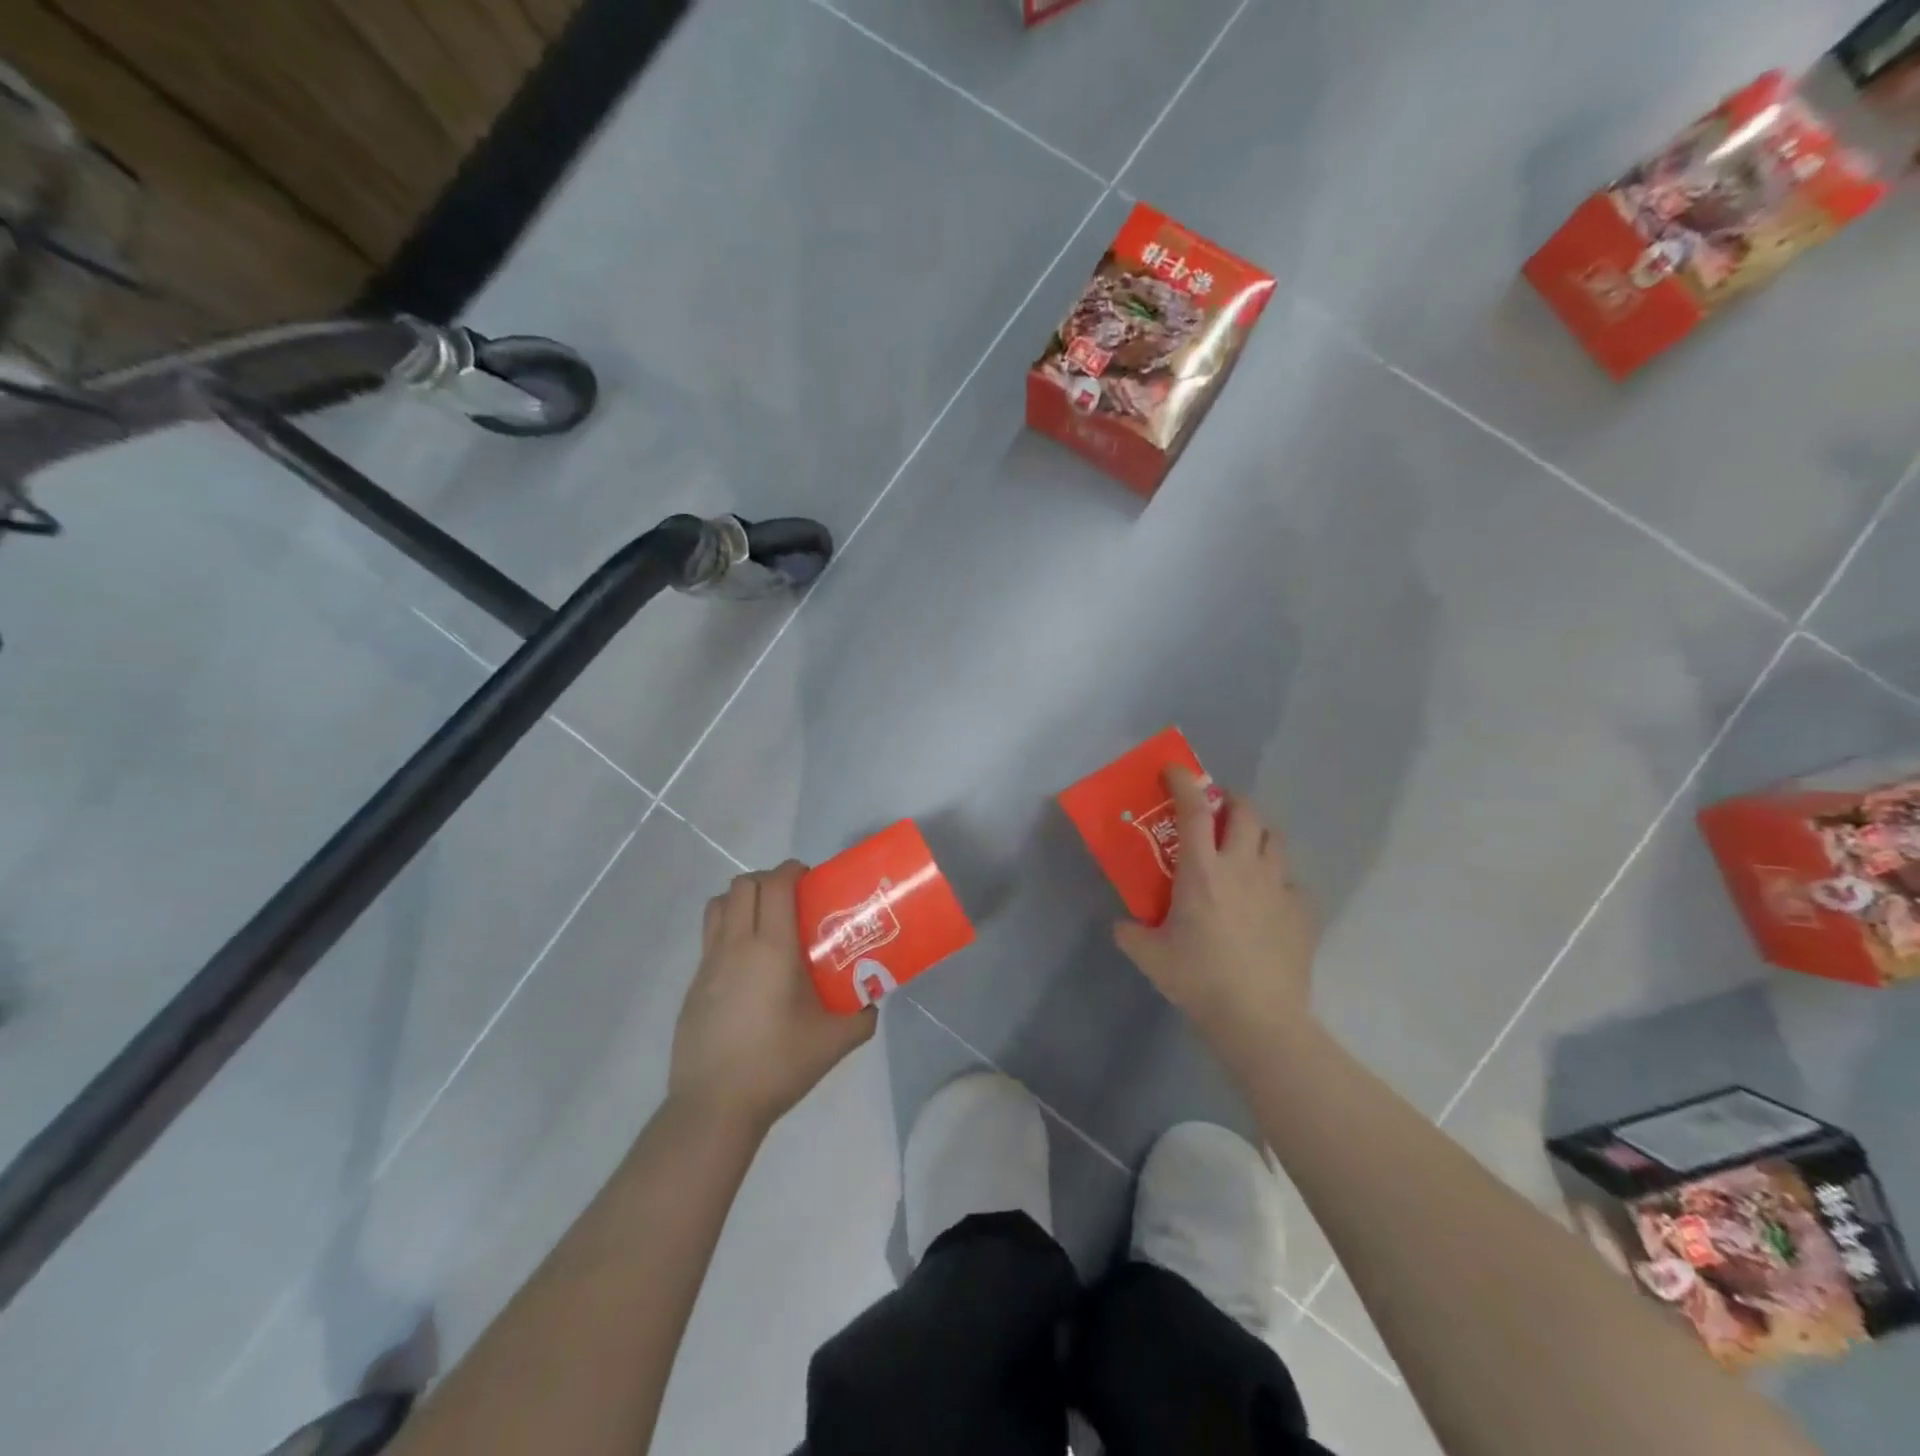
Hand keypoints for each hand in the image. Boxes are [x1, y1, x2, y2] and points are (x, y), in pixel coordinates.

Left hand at [669, 861, 876, 1133]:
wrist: (714, 1106)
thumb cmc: (778, 1064)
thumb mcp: (834, 1042)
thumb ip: (862, 1016)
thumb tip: (872, 1000)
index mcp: (772, 949)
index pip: (775, 885)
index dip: (793, 870)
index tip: (811, 878)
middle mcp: (736, 946)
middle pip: (743, 885)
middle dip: (768, 880)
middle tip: (792, 899)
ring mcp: (708, 965)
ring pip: (717, 906)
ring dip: (741, 900)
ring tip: (765, 922)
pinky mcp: (694, 986)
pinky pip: (709, 938)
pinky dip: (728, 932)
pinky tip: (748, 967)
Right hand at [1114, 767, 1318, 1065]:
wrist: (1259, 1019)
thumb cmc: (1199, 980)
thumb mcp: (1150, 957)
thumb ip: (1130, 933)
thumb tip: (1122, 925)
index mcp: (1202, 871)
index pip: (1194, 810)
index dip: (1183, 782)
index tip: (1175, 771)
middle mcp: (1243, 867)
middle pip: (1246, 812)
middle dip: (1231, 800)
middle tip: (1217, 809)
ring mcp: (1278, 887)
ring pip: (1275, 839)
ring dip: (1258, 832)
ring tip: (1245, 845)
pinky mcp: (1302, 911)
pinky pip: (1292, 880)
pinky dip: (1278, 878)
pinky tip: (1267, 898)